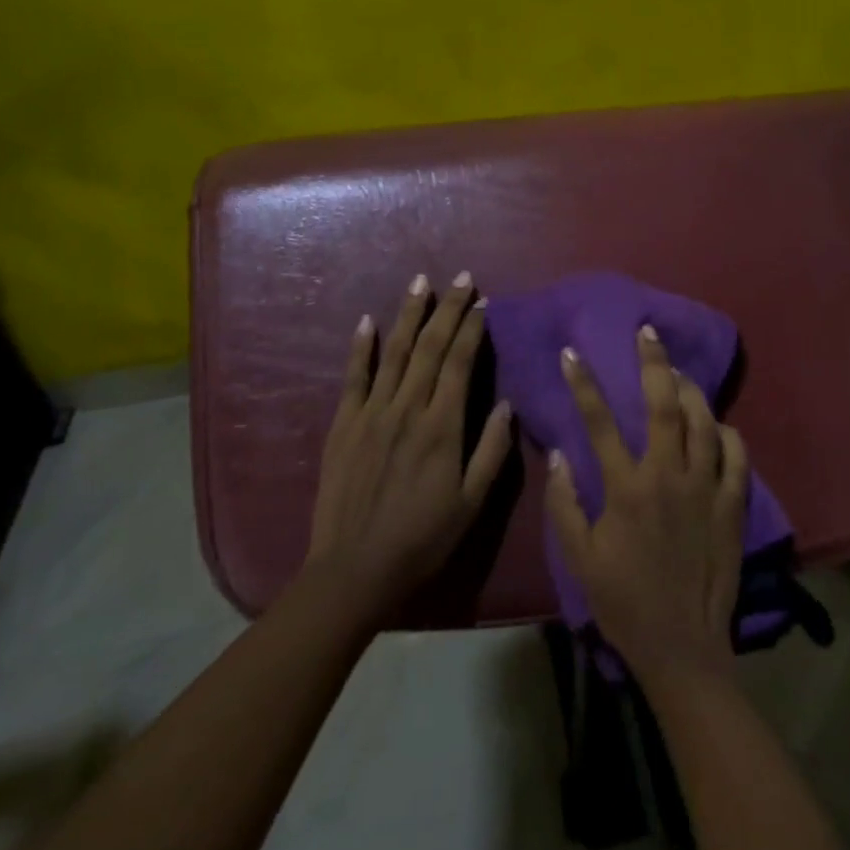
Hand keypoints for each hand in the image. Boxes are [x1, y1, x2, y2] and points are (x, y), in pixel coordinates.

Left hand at [306, 272, 515, 625]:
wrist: (354, 571)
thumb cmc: (422, 539)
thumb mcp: (471, 503)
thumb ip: (491, 451)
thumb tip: (505, 404)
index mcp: (442, 427)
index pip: (460, 363)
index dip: (473, 329)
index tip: (482, 302)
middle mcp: (407, 409)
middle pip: (430, 347)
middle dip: (447, 309)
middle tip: (460, 278)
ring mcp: (371, 414)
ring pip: (395, 353)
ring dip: (409, 315)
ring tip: (420, 282)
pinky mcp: (344, 425)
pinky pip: (353, 378)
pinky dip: (361, 348)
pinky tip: (368, 322)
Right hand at [545, 325, 749, 687]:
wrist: (681, 646)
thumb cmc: (624, 602)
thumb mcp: (580, 559)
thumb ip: (565, 503)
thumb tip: (558, 454)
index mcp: (627, 488)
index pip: (599, 422)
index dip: (583, 384)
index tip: (572, 353)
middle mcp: (669, 476)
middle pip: (664, 405)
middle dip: (654, 363)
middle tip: (648, 333)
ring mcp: (706, 488)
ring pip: (704, 422)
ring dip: (691, 391)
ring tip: (679, 373)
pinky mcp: (732, 505)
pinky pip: (737, 456)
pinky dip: (729, 434)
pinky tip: (720, 426)